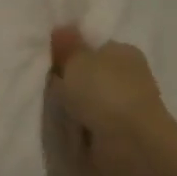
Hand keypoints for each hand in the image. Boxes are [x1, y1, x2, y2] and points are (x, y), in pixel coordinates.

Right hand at [49, 27, 175, 175]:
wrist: (130, 146)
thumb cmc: (104, 92)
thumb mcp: (77, 60)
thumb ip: (67, 46)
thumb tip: (62, 29)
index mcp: (123, 51)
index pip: (94, 47)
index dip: (71, 52)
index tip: (50, 62)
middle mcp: (129, 76)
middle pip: (90, 74)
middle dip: (70, 82)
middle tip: (46, 87)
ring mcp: (126, 108)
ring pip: (90, 102)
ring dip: (74, 108)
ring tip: (52, 111)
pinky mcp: (121, 135)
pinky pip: (91, 126)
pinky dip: (80, 129)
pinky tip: (65, 129)